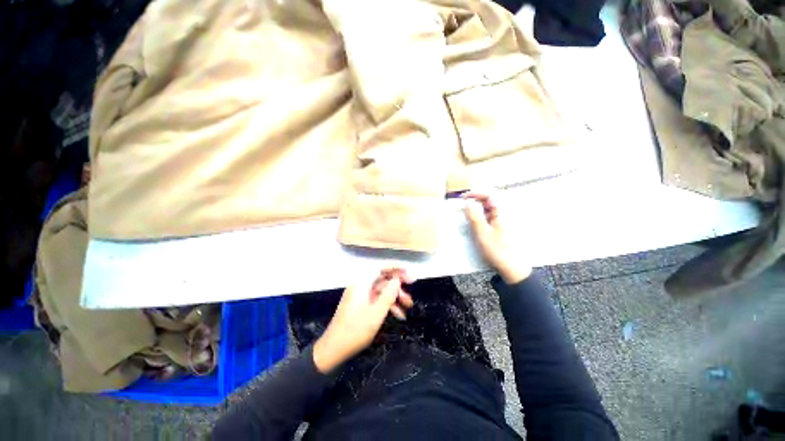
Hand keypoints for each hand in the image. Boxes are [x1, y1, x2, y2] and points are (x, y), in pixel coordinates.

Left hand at [313, 268, 413, 372]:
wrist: (334, 349)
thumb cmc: (355, 331)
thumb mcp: (376, 314)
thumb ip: (388, 295)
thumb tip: (397, 280)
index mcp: (361, 284)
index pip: (380, 267)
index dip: (395, 267)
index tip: (408, 271)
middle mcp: (360, 285)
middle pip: (382, 277)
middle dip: (398, 282)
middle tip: (412, 284)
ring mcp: (360, 295)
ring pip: (381, 289)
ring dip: (395, 295)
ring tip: (409, 305)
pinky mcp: (360, 304)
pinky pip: (376, 299)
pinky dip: (387, 304)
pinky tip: (398, 315)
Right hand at [463, 191, 530, 283]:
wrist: (511, 267)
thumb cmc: (496, 249)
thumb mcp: (482, 233)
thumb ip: (474, 216)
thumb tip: (467, 202)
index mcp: (501, 213)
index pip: (489, 195)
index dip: (475, 193)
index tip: (463, 197)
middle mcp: (503, 214)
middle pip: (489, 200)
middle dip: (475, 200)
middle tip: (463, 205)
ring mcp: (501, 221)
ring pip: (488, 209)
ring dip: (476, 208)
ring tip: (466, 213)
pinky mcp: (499, 227)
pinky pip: (488, 217)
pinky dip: (479, 216)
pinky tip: (474, 222)